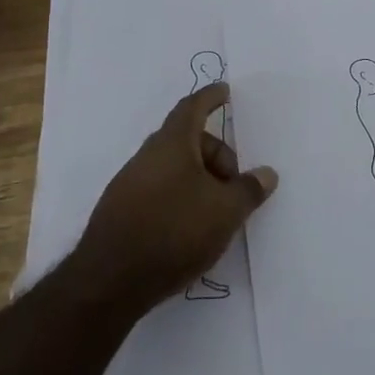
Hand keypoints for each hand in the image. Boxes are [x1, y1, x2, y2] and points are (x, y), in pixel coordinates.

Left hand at [61, 83, 276, 315]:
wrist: (109, 283)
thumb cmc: (174, 231)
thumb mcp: (226, 211)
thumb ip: (249, 189)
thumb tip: (266, 174)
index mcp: (172, 145)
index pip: (192, 108)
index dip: (210, 97)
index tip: (224, 91)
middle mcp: (147, 157)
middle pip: (186, 140)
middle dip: (215, 153)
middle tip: (236, 182)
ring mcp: (128, 185)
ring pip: (172, 168)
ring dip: (199, 179)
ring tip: (217, 209)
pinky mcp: (120, 213)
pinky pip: (158, 190)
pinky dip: (180, 197)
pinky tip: (191, 228)